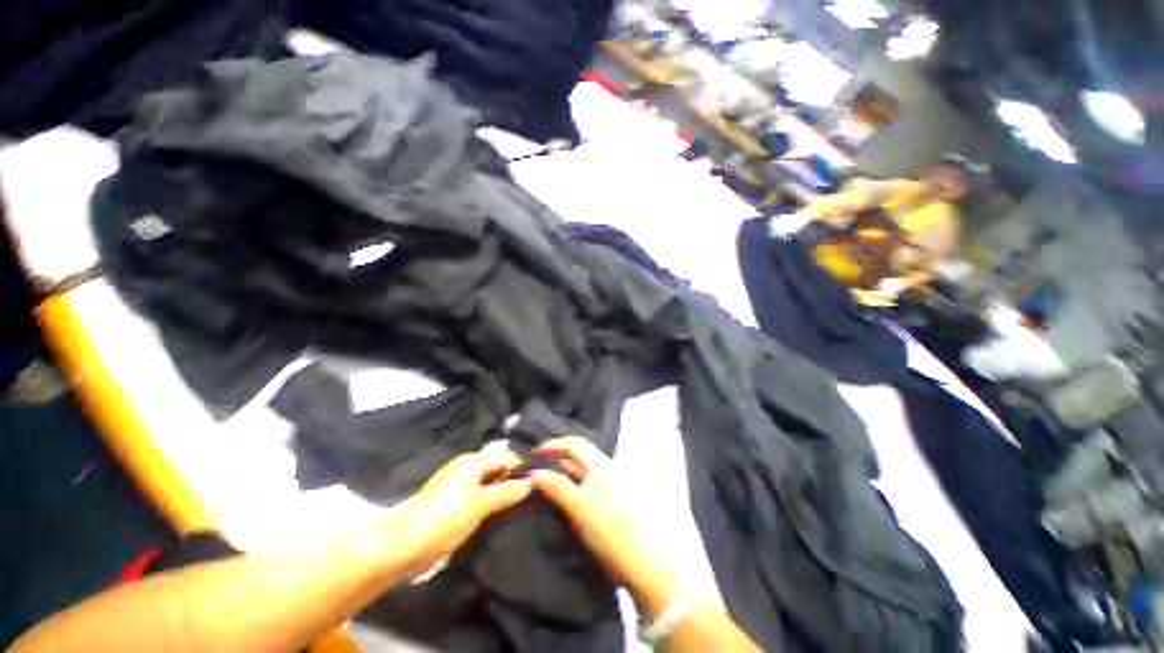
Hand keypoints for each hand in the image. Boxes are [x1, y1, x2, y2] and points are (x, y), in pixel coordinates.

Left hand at [396, 446, 531, 572]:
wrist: (402, 547)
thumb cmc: (444, 520)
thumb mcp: (480, 505)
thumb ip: (507, 491)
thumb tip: (532, 481)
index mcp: (472, 461)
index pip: (507, 456)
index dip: (524, 466)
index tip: (542, 480)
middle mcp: (466, 466)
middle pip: (497, 467)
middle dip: (515, 478)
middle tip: (535, 494)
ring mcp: (457, 483)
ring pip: (489, 481)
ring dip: (503, 490)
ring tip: (523, 504)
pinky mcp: (451, 500)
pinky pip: (479, 493)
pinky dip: (491, 499)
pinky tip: (501, 512)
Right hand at [531, 437, 681, 619]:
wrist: (646, 564)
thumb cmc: (612, 533)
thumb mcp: (581, 509)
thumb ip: (558, 488)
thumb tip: (534, 473)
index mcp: (602, 465)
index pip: (575, 443)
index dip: (554, 444)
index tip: (534, 454)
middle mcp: (608, 469)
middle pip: (579, 455)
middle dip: (557, 458)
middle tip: (536, 469)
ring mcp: (612, 485)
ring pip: (583, 470)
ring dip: (564, 472)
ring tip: (546, 483)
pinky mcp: (613, 501)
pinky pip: (588, 484)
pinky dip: (573, 484)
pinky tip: (564, 498)